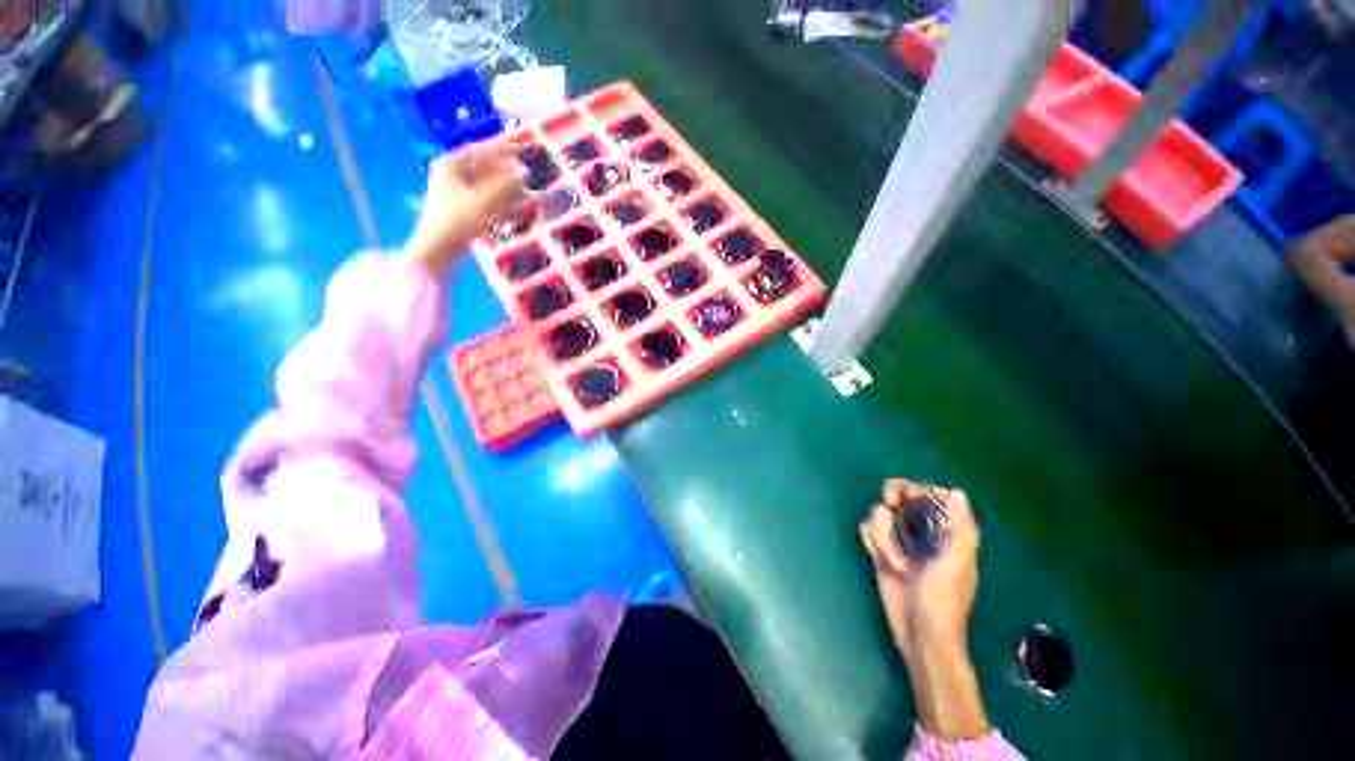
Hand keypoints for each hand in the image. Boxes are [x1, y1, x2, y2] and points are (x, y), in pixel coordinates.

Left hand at [404, 144, 525, 274]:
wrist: (439, 248)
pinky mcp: (462, 210)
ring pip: (486, 185)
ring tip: (525, 192)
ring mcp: (456, 194)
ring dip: (505, 188)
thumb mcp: (484, 201)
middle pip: (483, 168)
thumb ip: (505, 185)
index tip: (520, 149)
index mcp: (450, 165)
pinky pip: (484, 199)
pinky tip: (515, 207)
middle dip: (505, 173)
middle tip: (526, 175)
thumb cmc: (458, 220)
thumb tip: (523, 171)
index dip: (500, 149)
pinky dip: (500, 201)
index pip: (478, 150)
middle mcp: (451, 175)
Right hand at [861, 479, 988, 739]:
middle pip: (900, 497)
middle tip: (886, 510)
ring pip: (880, 514)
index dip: (914, 489)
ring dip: (881, 532)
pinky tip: (878, 558)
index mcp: (947, 532)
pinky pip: (869, 530)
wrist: (918, 636)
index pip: (929, 495)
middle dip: (890, 504)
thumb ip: (961, 530)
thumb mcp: (955, 566)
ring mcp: (900, 540)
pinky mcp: (881, 551)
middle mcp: (923, 531)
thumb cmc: (943, 601)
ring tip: (892, 560)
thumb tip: (957, 492)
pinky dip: (871, 540)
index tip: (903, 496)